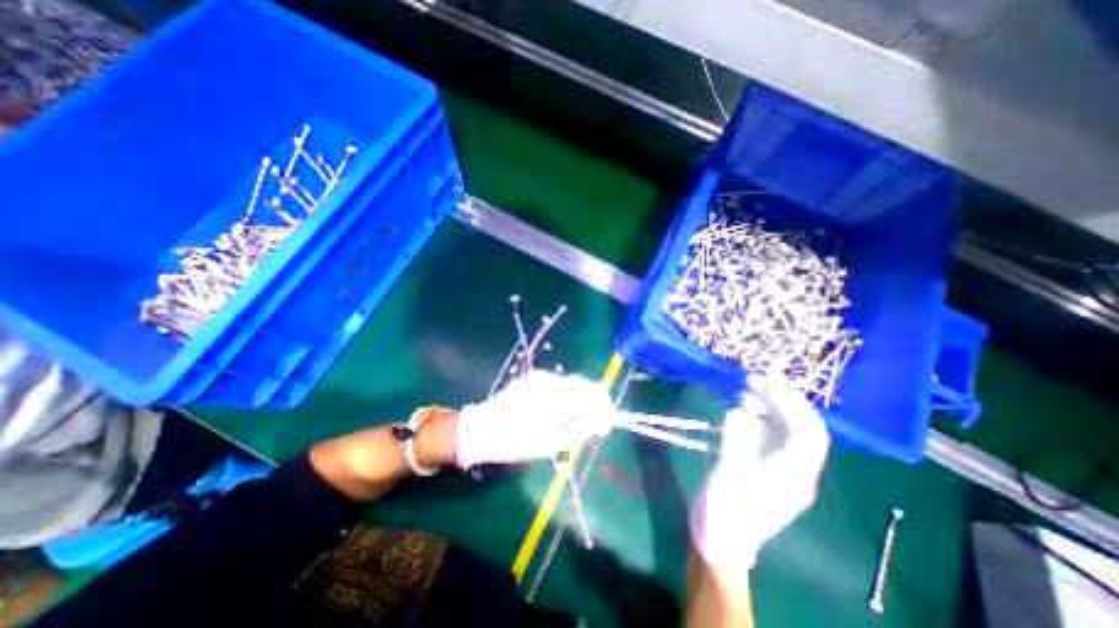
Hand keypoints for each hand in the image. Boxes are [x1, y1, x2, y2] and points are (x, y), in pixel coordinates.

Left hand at [453, 370, 611, 468]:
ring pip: (570, 383)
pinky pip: (558, 383)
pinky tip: (562, 408)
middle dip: (593, 401)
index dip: (603, 406)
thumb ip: (578, 429)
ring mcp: (541, 377)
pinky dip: (565, 394)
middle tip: (597, 420)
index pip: (590, 394)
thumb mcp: (550, 442)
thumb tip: (600, 422)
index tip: (609, 419)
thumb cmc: (515, 441)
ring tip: (580, 417)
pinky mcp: (533, 377)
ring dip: (579, 397)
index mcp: (555, 397)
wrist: (481, 429)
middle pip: (582, 385)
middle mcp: (550, 381)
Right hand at [692, 372, 828, 573]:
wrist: (720, 539)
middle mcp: (795, 470)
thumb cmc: (725, 511)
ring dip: (771, 405)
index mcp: (793, 475)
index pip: (809, 433)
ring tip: (746, 388)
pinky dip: (760, 416)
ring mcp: (781, 467)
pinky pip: (771, 434)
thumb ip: (736, 442)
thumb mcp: (728, 476)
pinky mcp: (766, 466)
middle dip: (782, 399)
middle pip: (802, 428)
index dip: (792, 403)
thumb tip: (739, 410)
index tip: (767, 382)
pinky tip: (742, 407)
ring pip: (787, 429)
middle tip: (755, 378)